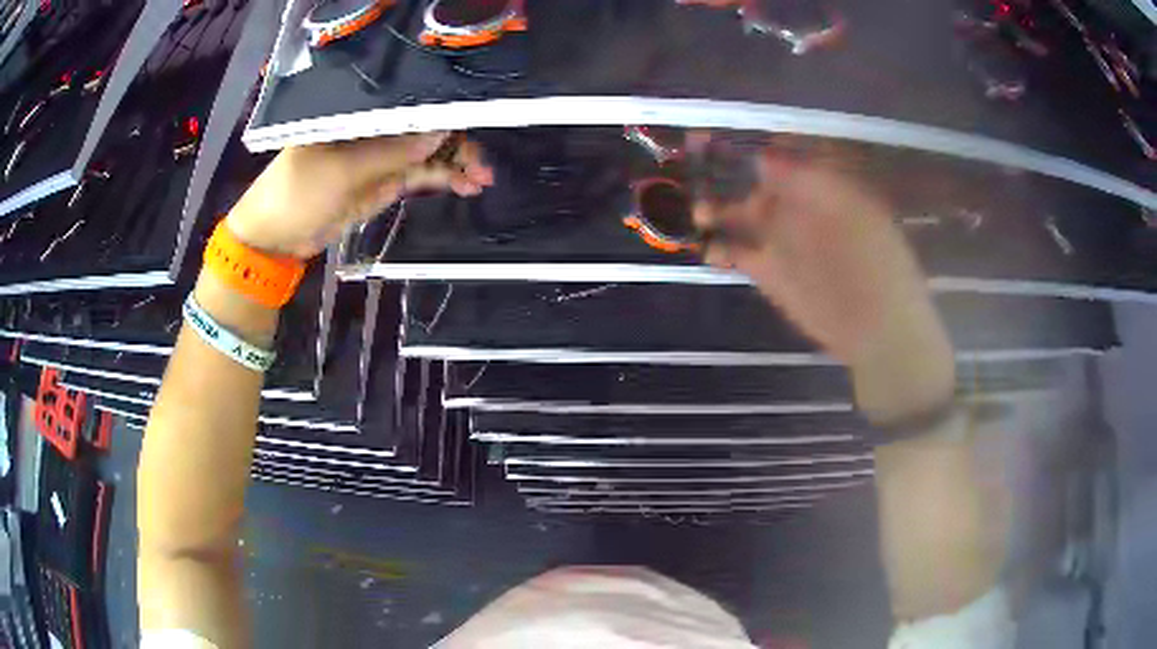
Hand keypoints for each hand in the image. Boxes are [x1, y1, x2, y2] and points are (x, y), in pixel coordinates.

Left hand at [225, 132, 492, 258]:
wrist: (275, 237)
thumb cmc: (298, 193)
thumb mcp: (343, 172)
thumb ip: (393, 152)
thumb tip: (441, 130)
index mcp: (361, 113)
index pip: (410, 102)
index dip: (444, 110)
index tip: (475, 121)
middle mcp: (376, 127)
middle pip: (426, 126)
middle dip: (457, 142)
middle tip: (484, 165)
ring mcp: (382, 155)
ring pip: (428, 151)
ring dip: (457, 163)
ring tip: (482, 180)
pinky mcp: (385, 180)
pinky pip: (421, 174)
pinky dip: (444, 178)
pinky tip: (467, 186)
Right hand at [694, 146, 955, 424]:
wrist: (878, 327)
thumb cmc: (876, 265)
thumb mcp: (852, 211)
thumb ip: (809, 182)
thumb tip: (764, 155)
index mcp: (821, 185)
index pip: (780, 153)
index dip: (752, 144)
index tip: (723, 138)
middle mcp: (796, 204)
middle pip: (752, 179)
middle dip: (724, 170)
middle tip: (694, 163)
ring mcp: (780, 239)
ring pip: (738, 213)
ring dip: (715, 208)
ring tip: (696, 210)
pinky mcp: (768, 271)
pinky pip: (735, 252)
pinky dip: (717, 248)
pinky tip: (706, 247)